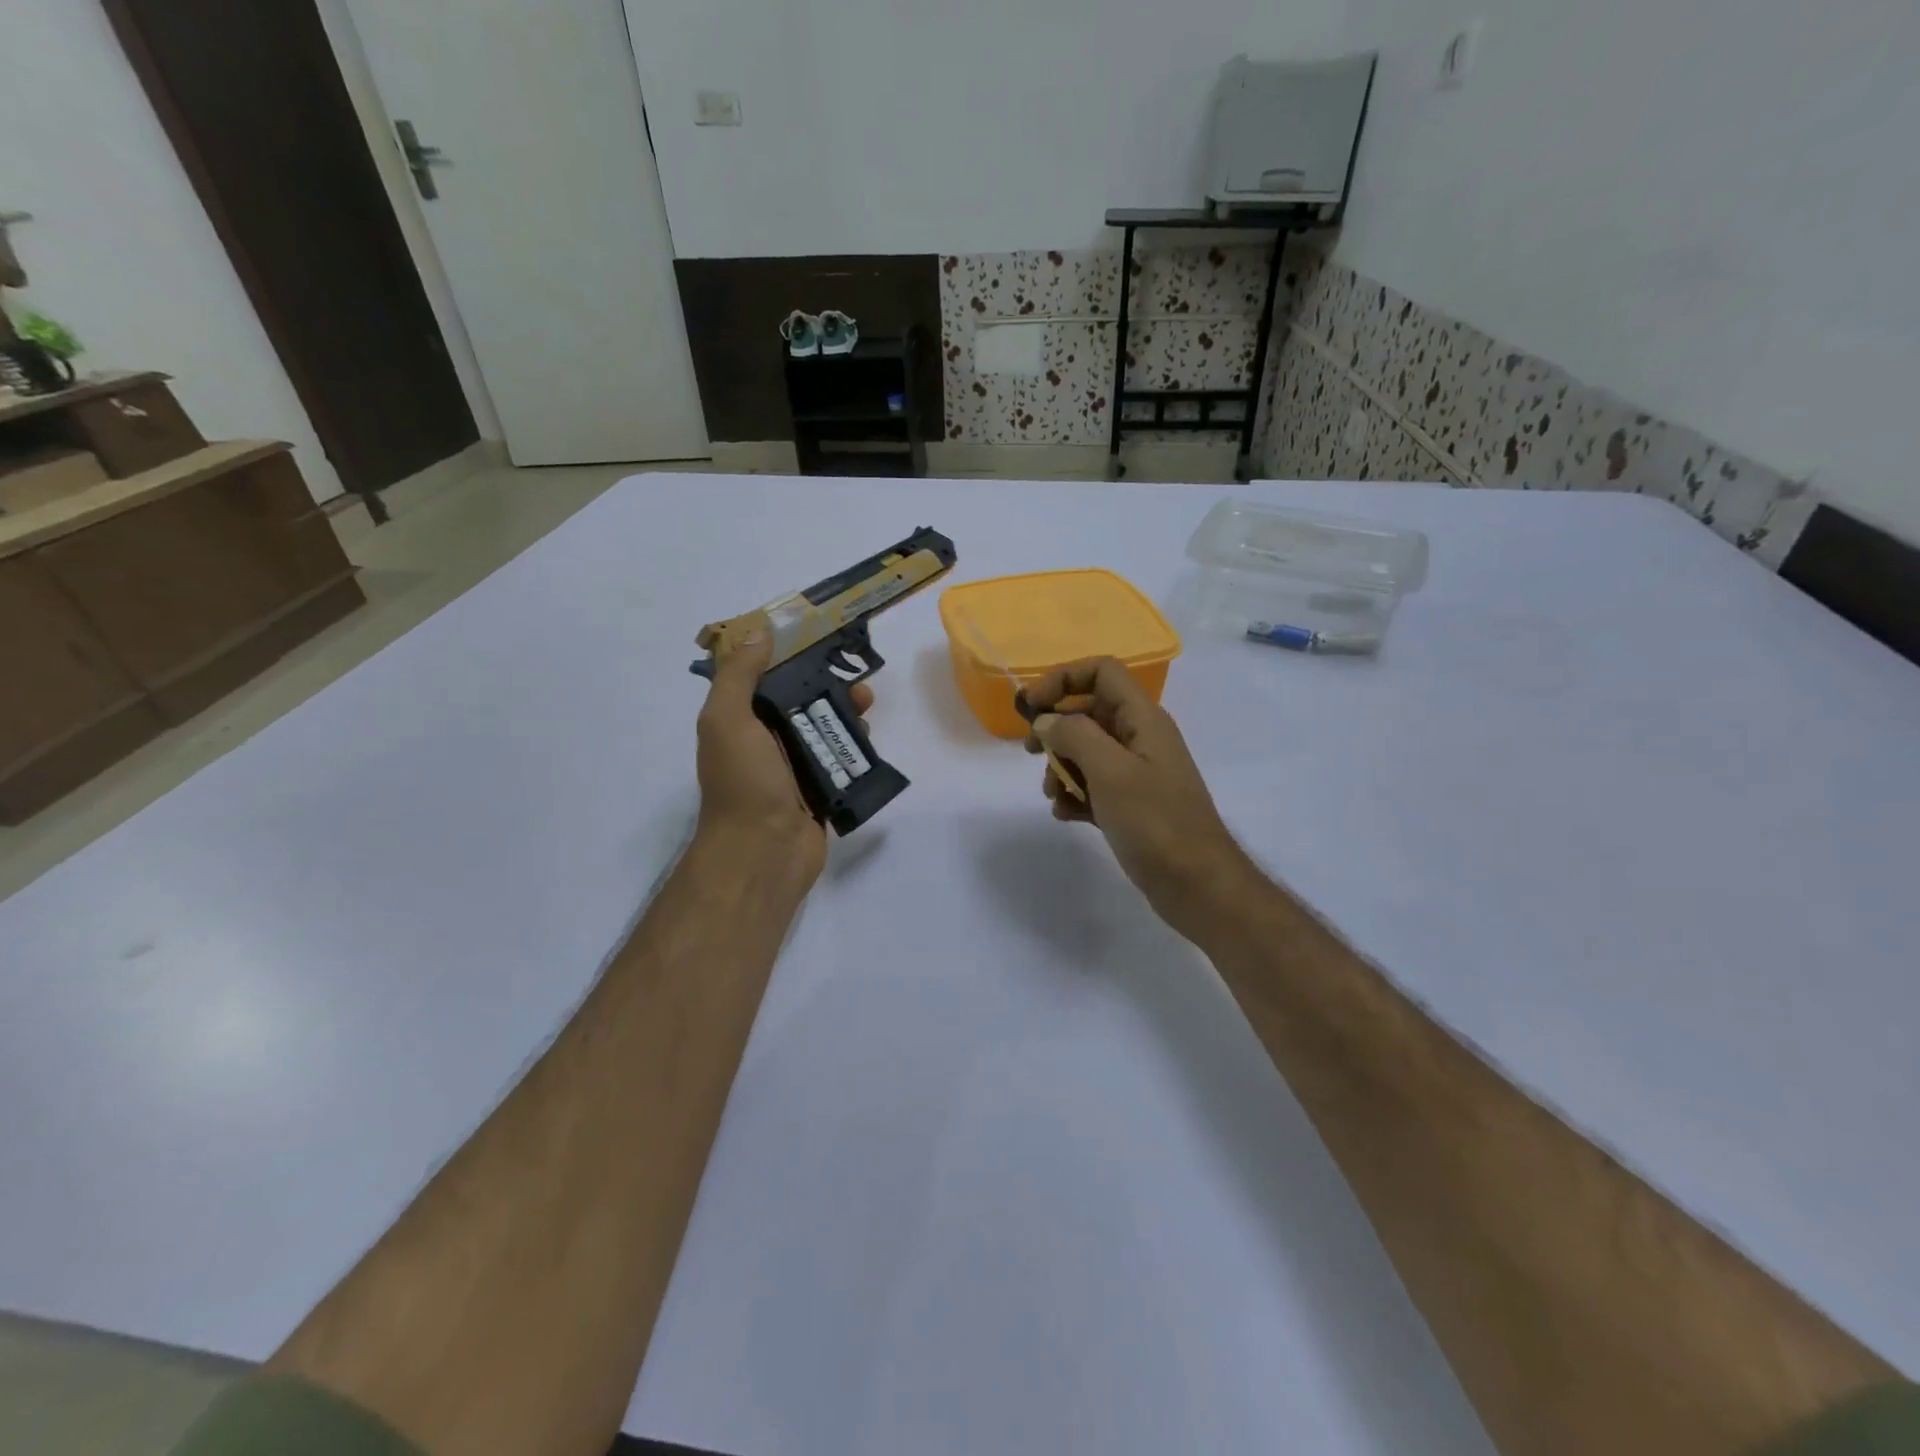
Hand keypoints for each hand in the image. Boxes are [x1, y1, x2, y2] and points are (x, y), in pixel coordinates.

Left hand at [696, 615, 873, 881]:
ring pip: (824, 730)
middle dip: (827, 686)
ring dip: (846, 714)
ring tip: (868, 705)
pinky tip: (869, 738)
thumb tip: (759, 634)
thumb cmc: (743, 782)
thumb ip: (738, 676)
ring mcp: (793, 769)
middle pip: (800, 703)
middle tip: (856, 677)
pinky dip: (855, 747)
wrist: (763, 852)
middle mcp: (764, 742)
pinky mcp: (820, 790)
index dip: (789, 656)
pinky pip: (840, 760)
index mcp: (739, 722)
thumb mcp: (727, 720)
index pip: (764, 679)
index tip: (819, 638)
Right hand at [1025, 658, 1254, 941]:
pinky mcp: (1131, 805)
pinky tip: (1067, 815)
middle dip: (1057, 730)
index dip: (1063, 679)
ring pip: (1087, 752)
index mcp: (1143, 719)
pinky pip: (1094, 786)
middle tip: (1032, 753)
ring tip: (1054, 795)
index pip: (1102, 672)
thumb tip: (1046, 720)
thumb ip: (1074, 736)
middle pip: (1089, 713)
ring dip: (1062, 768)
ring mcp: (1137, 773)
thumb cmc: (1155, 822)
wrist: (1197, 884)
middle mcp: (1140, 738)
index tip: (1031, 707)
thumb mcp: (1110, 771)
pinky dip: (1075, 795)